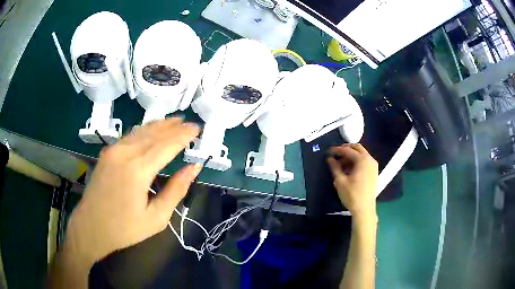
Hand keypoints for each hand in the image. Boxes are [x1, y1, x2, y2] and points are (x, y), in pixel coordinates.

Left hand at [64, 118, 200, 265]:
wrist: (91, 227)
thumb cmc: (124, 229)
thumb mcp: (156, 218)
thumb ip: (176, 190)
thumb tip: (194, 168)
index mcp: (138, 170)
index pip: (167, 144)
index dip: (184, 135)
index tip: (197, 128)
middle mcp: (125, 153)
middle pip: (154, 133)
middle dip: (174, 126)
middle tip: (190, 122)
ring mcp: (113, 150)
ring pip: (141, 130)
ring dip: (160, 125)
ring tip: (175, 121)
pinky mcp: (107, 152)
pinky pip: (130, 135)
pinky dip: (145, 130)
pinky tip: (152, 130)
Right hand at [327, 144, 377, 217]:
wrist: (364, 209)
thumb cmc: (352, 195)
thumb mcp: (340, 181)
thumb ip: (335, 167)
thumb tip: (330, 159)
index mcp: (362, 160)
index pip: (348, 150)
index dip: (337, 150)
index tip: (329, 151)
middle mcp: (370, 160)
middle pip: (357, 148)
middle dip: (346, 149)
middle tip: (336, 153)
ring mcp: (374, 166)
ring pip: (362, 154)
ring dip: (351, 155)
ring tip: (341, 163)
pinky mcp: (374, 172)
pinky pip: (365, 161)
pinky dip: (357, 161)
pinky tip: (350, 169)